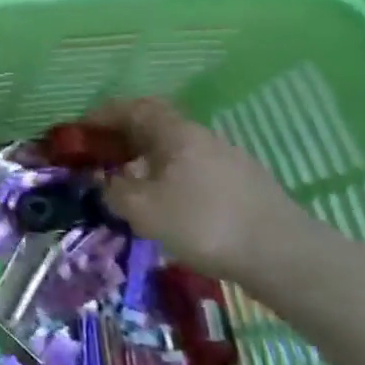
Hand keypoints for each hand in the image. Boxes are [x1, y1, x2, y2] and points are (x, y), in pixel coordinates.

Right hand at [89, 96, 304, 282]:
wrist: (283, 256)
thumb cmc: (204, 223)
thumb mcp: (143, 209)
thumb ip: (115, 191)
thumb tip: (107, 182)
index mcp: (176, 133)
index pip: (134, 108)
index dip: (104, 115)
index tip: (81, 130)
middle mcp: (202, 138)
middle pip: (155, 128)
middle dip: (123, 140)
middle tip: (99, 160)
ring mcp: (227, 161)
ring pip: (175, 152)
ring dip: (147, 163)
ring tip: (128, 188)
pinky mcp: (242, 187)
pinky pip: (192, 173)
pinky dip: (169, 180)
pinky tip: (166, 207)